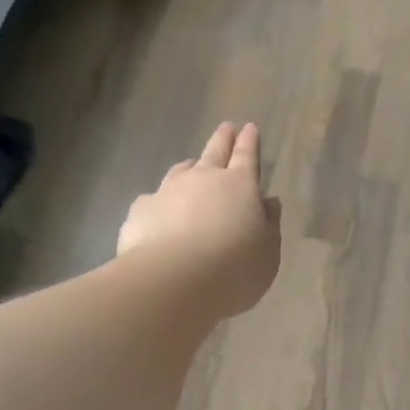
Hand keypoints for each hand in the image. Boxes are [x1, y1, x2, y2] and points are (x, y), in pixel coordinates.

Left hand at [118, 122, 281, 319]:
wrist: (173, 282)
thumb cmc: (233, 268)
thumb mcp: (268, 252)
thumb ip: (269, 224)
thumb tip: (267, 202)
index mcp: (239, 185)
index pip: (246, 156)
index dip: (249, 142)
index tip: (249, 127)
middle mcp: (202, 179)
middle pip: (214, 152)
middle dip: (222, 138)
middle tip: (226, 127)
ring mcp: (167, 191)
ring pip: (181, 170)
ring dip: (190, 166)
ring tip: (191, 165)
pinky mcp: (141, 210)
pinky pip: (154, 199)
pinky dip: (161, 201)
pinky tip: (159, 212)